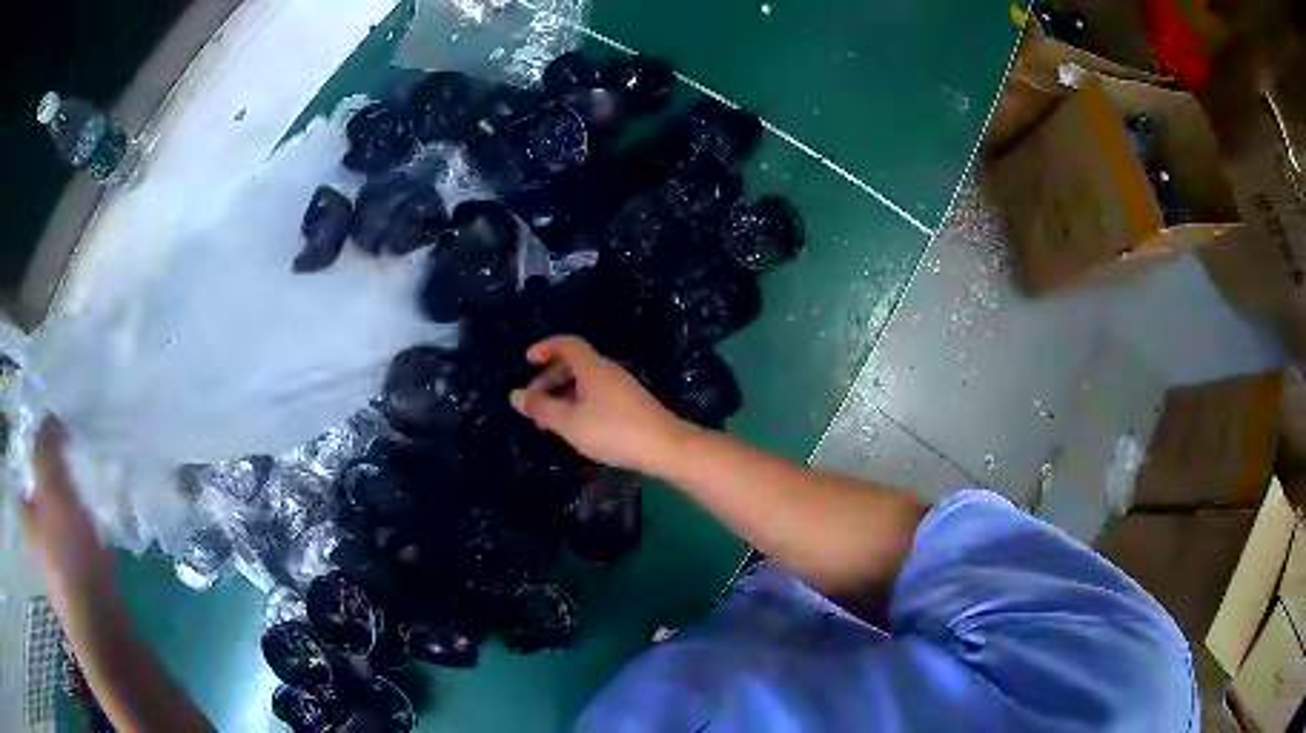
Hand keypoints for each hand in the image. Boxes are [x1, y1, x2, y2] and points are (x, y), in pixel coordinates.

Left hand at [22, 418, 114, 610]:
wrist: (103, 632)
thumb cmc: (69, 557)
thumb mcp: (53, 489)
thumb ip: (46, 446)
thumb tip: (50, 415)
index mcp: (25, 518)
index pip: (25, 472)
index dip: (38, 453)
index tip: (58, 440)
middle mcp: (36, 543)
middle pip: (43, 498)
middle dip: (58, 481)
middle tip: (77, 465)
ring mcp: (58, 573)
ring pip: (62, 525)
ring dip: (75, 509)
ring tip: (93, 497)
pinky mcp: (80, 592)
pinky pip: (79, 551)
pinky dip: (88, 539)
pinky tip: (103, 537)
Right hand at [509, 336, 696, 474]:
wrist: (666, 447)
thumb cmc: (614, 431)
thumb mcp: (570, 422)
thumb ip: (541, 408)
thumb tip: (514, 395)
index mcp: (593, 368)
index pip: (567, 344)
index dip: (546, 347)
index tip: (527, 360)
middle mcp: (608, 371)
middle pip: (575, 363)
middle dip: (550, 377)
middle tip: (533, 399)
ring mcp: (623, 388)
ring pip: (586, 381)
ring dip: (564, 393)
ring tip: (550, 418)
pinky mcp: (632, 405)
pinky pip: (597, 394)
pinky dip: (579, 402)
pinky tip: (576, 426)